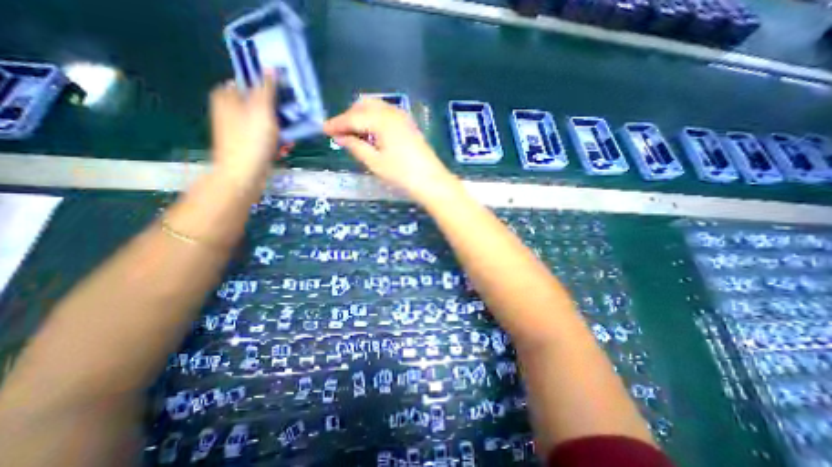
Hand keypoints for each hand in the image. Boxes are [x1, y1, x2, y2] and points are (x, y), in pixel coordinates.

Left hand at [210, 74, 283, 191]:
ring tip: (288, 141)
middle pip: (260, 106)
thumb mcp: (262, 110)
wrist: (243, 174)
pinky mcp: (245, 145)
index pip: (251, 84)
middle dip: (279, 116)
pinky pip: (263, 138)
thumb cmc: (251, 140)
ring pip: (265, 124)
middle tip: (290, 124)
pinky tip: (282, 150)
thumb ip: (267, 89)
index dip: (270, 91)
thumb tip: (271, 68)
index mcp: (227, 96)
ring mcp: (237, 129)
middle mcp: (230, 110)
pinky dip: (274, 143)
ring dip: (280, 132)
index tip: (286, 101)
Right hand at [323, 99, 457, 203]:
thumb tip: (340, 137)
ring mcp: (402, 117)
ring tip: (354, 136)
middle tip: (340, 134)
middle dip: (349, 117)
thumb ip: (355, 146)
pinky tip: (371, 135)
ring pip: (375, 108)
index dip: (336, 123)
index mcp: (381, 120)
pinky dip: (374, 121)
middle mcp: (392, 112)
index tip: (323, 130)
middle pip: (363, 106)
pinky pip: (385, 115)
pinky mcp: (408, 124)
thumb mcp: (375, 162)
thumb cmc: (402, 174)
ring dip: (362, 118)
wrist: (431, 181)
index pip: (353, 117)